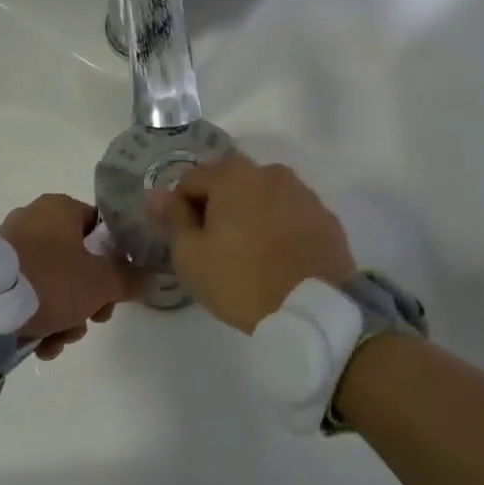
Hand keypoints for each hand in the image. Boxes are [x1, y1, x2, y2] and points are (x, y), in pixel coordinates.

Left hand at [0, 194, 144, 358]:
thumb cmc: (50, 280)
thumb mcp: (101, 282)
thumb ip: (130, 279)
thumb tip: (152, 277)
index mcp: (59, 208)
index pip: (100, 228)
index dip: (116, 260)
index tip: (117, 290)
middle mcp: (34, 220)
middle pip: (78, 261)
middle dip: (89, 298)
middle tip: (93, 320)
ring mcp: (10, 247)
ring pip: (54, 282)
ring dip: (66, 316)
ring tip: (60, 340)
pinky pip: (28, 293)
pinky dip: (40, 318)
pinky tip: (42, 344)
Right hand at [146, 155, 355, 332]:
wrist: (315, 311)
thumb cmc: (241, 280)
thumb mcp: (190, 256)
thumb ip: (172, 218)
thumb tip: (155, 193)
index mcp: (233, 175)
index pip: (191, 180)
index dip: (180, 208)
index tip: (185, 240)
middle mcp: (270, 172)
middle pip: (230, 183)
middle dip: (217, 207)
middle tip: (215, 248)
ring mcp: (304, 194)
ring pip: (263, 197)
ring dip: (250, 215)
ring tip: (249, 254)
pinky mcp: (327, 218)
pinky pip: (291, 215)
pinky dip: (279, 228)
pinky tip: (277, 259)